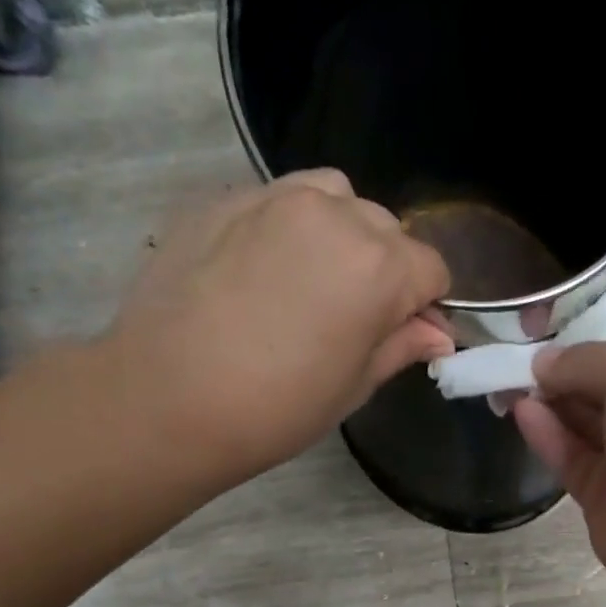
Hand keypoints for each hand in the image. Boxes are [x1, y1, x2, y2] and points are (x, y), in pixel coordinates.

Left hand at [89, 170, 453, 490]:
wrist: (167, 399)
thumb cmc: (275, 409)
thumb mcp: (353, 386)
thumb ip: (400, 346)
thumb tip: (438, 334)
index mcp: (378, 266)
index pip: (431, 268)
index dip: (424, 304)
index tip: (402, 333)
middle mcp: (334, 214)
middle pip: (385, 229)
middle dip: (384, 268)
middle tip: (351, 318)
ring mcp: (273, 198)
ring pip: (334, 198)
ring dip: (339, 234)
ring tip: (310, 282)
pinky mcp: (224, 199)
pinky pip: (277, 201)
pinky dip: (287, 228)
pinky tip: (261, 274)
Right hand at [512, 328, 605, 606]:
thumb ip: (586, 360)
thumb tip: (543, 363)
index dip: (588, 334)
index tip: (540, 329)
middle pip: (602, 383)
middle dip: (560, 369)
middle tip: (511, 355)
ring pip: (582, 422)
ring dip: (546, 399)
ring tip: (503, 380)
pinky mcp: (605, 497)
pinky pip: (571, 457)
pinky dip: (546, 434)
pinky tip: (519, 411)